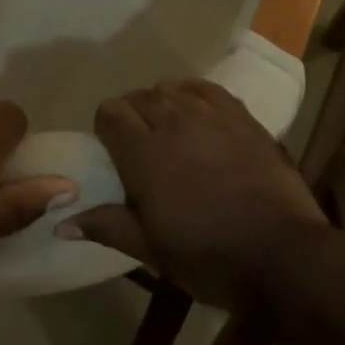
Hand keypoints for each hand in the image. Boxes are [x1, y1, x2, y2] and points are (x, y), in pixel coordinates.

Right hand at [59, 78, 328, 309]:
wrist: (284, 254)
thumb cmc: (211, 258)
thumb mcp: (153, 252)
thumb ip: (107, 227)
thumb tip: (60, 223)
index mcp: (144, 153)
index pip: (110, 112)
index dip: (105, 127)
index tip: (112, 151)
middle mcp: (172, 121)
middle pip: (138, 97)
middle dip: (131, 115)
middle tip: (140, 146)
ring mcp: (209, 114)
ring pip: (170, 88)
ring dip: (161, 103)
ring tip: (168, 128)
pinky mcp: (240, 115)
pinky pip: (205, 87)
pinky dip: (192, 93)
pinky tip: (195, 111)